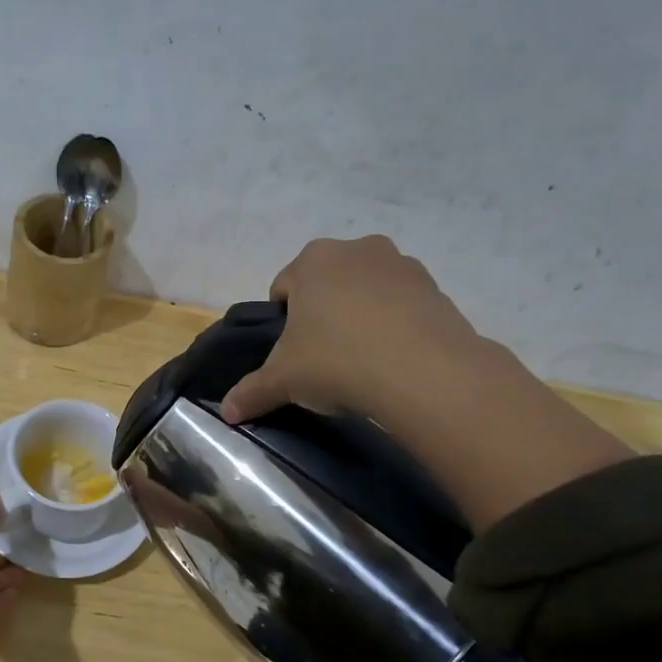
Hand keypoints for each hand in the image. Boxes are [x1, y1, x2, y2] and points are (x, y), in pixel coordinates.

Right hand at [220, 236, 485, 427]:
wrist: (422, 372)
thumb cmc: (336, 362)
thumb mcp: (283, 381)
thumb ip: (251, 392)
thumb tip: (226, 412)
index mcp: (312, 260)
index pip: (283, 287)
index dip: (283, 322)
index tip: (292, 353)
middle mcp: (356, 250)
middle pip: (327, 284)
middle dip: (323, 314)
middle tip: (324, 357)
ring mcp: (401, 265)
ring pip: (366, 291)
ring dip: (360, 317)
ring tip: (362, 361)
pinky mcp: (435, 288)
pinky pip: (402, 305)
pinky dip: (394, 325)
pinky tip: (393, 360)